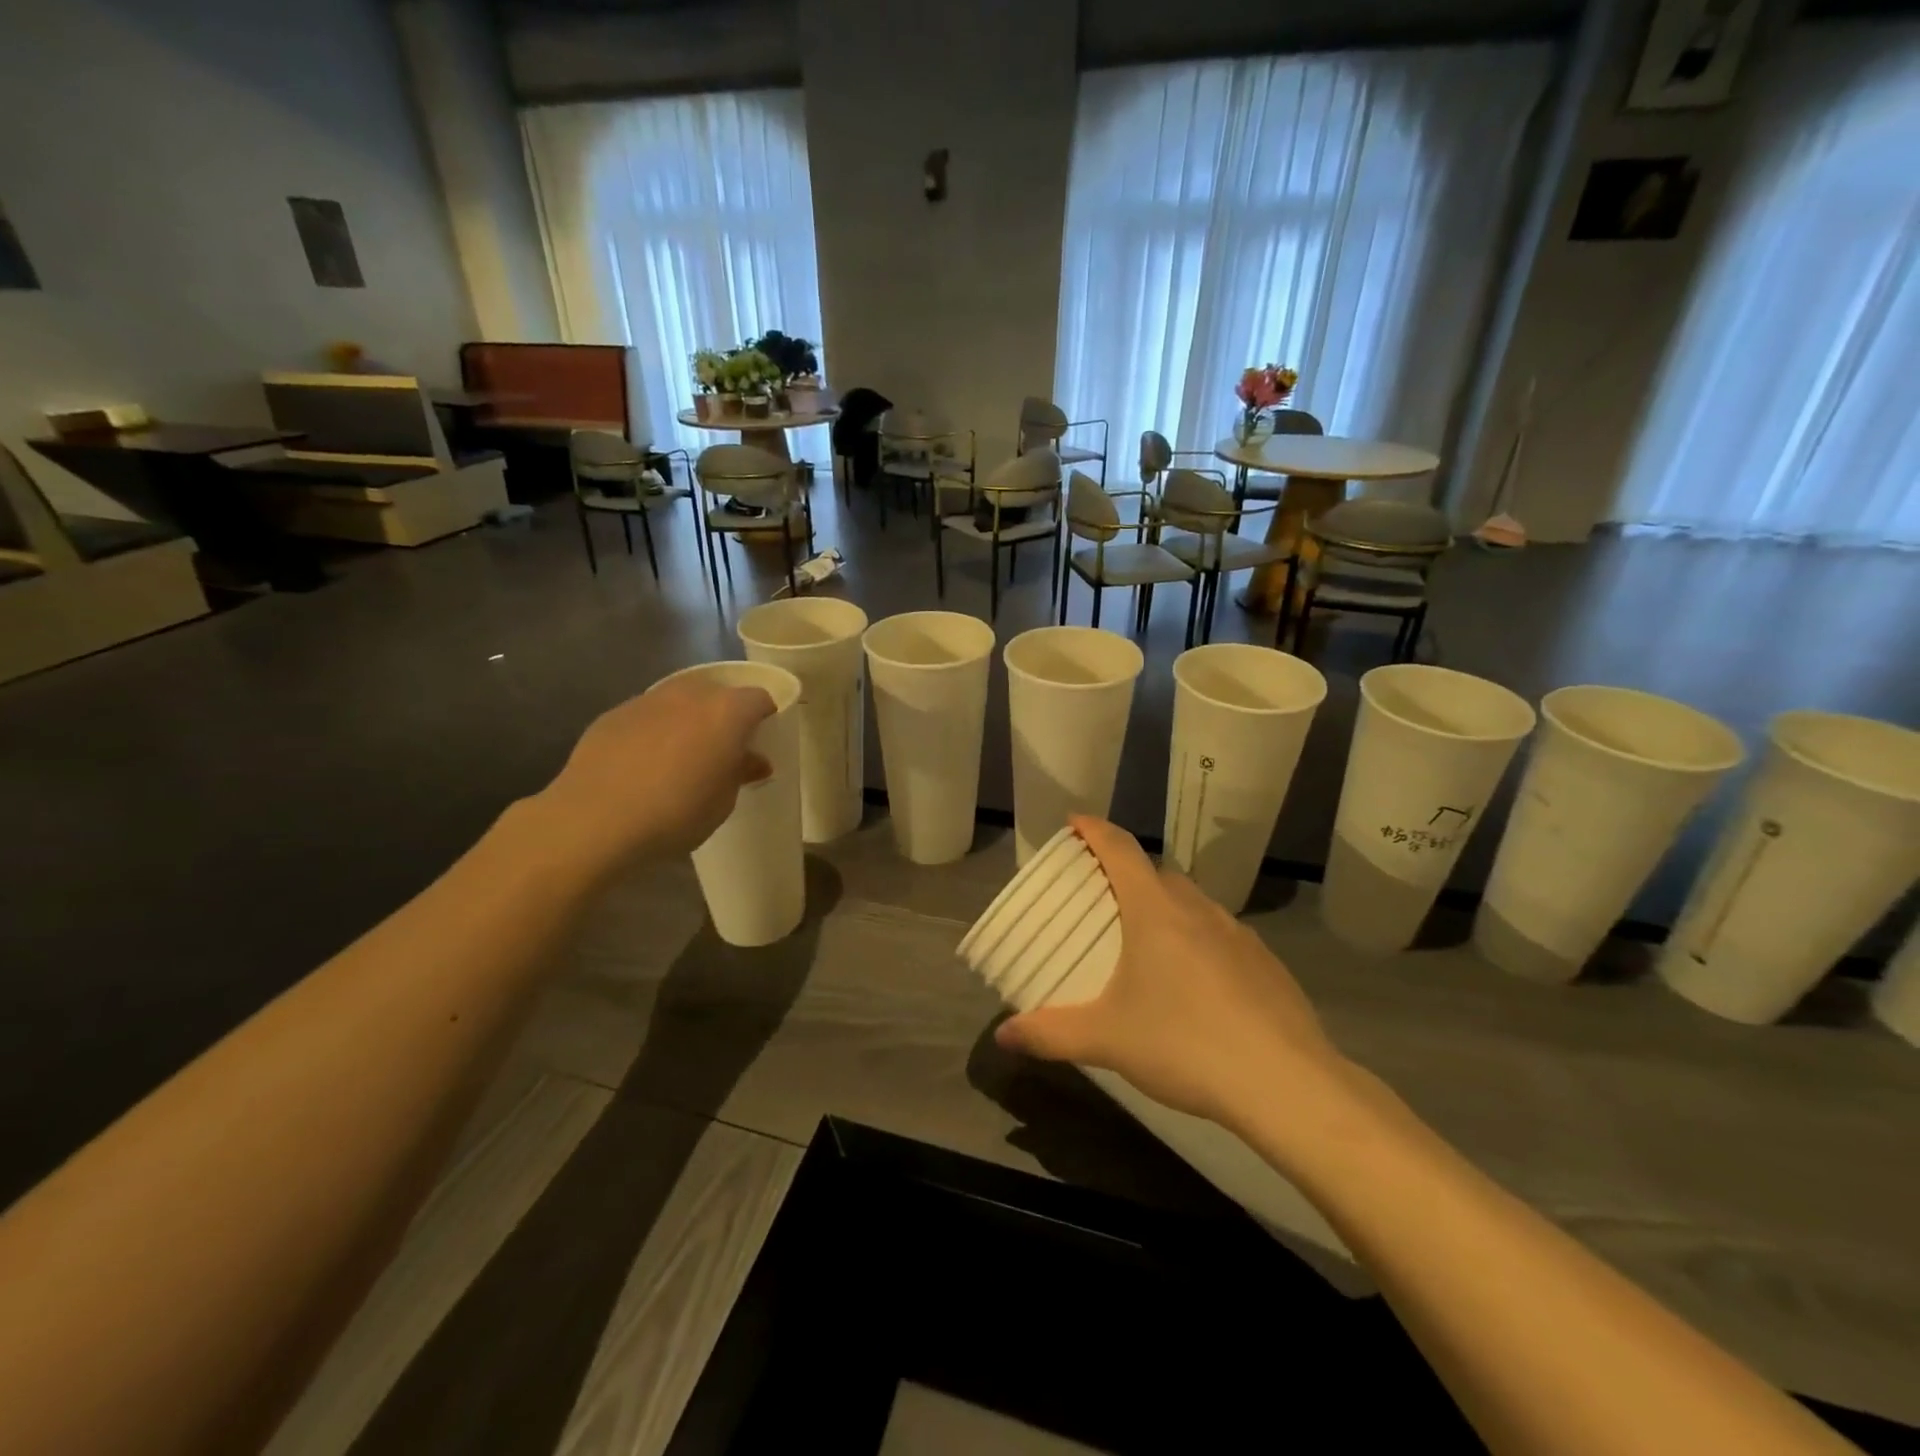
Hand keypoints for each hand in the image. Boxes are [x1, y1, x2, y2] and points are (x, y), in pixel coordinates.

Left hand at [535, 674, 775, 865]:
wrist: (594, 820)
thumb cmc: (675, 813)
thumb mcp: (722, 801)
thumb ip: (741, 772)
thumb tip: (753, 760)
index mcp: (726, 712)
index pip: (759, 698)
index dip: (765, 716)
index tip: (761, 739)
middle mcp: (689, 694)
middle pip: (718, 691)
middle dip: (725, 713)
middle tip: (722, 747)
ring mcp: (648, 699)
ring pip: (679, 699)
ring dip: (688, 718)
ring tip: (681, 754)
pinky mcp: (614, 713)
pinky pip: (647, 714)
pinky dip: (654, 729)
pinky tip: (644, 761)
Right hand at [995, 816, 1351, 1140]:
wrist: (1286, 1083)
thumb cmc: (1184, 1043)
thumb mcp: (1105, 1039)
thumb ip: (1050, 1033)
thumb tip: (1003, 1035)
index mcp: (1155, 910)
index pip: (1119, 848)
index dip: (1094, 829)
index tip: (1074, 822)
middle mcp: (1197, 908)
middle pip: (1155, 873)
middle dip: (1126, 873)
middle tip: (1100, 896)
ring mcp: (1238, 933)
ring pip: (1192, 902)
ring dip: (1164, 906)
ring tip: (1145, 940)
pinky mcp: (1266, 962)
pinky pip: (1220, 933)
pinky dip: (1198, 939)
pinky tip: (1195, 983)